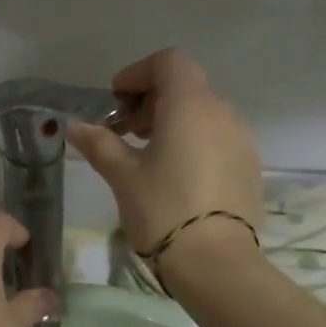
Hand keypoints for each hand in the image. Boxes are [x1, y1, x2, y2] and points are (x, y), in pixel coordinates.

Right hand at [68, 48, 262, 267]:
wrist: (216, 263)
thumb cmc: (163, 210)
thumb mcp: (123, 176)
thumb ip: (100, 144)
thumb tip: (76, 127)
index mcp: (191, 105)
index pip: (168, 63)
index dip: (137, 74)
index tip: (115, 101)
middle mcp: (222, 113)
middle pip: (186, 88)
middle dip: (151, 101)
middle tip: (124, 131)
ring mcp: (242, 140)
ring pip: (203, 115)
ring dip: (172, 123)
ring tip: (147, 156)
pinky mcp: (249, 168)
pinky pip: (217, 139)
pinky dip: (193, 143)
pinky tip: (175, 176)